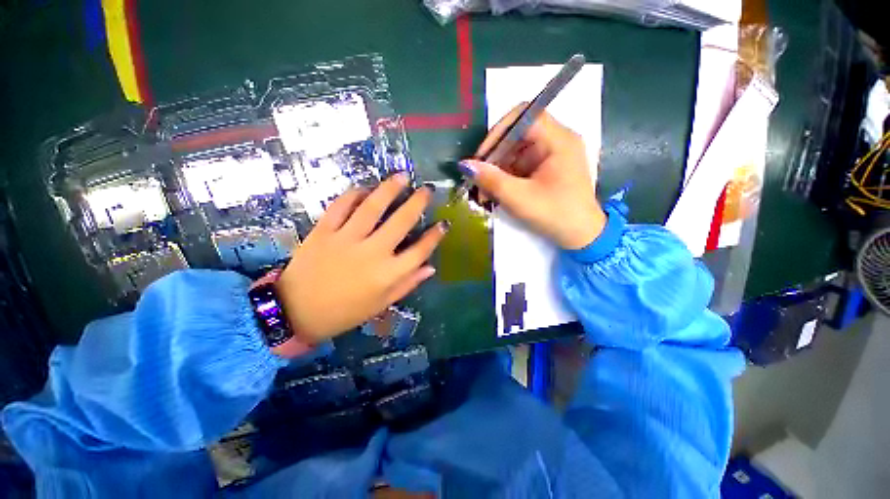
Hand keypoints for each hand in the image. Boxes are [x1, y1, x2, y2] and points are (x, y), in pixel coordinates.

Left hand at [274, 174, 446, 348]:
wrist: (296, 312)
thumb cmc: (344, 312)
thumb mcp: (381, 304)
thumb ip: (407, 284)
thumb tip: (430, 267)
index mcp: (387, 274)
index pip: (420, 251)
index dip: (435, 236)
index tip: (444, 224)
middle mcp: (372, 253)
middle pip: (400, 222)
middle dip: (417, 203)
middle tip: (427, 189)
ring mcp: (346, 239)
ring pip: (372, 208)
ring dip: (389, 189)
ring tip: (402, 176)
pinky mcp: (323, 232)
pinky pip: (340, 206)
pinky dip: (354, 194)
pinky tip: (364, 188)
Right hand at [461, 104, 605, 249]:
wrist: (582, 236)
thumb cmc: (555, 215)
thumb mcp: (519, 198)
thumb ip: (491, 180)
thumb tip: (465, 165)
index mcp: (559, 140)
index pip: (524, 116)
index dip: (498, 132)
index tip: (481, 157)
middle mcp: (558, 141)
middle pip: (518, 135)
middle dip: (495, 157)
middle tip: (479, 180)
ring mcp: (554, 154)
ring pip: (517, 152)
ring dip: (498, 170)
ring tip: (485, 192)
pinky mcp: (550, 168)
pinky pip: (523, 164)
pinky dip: (508, 177)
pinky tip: (498, 193)